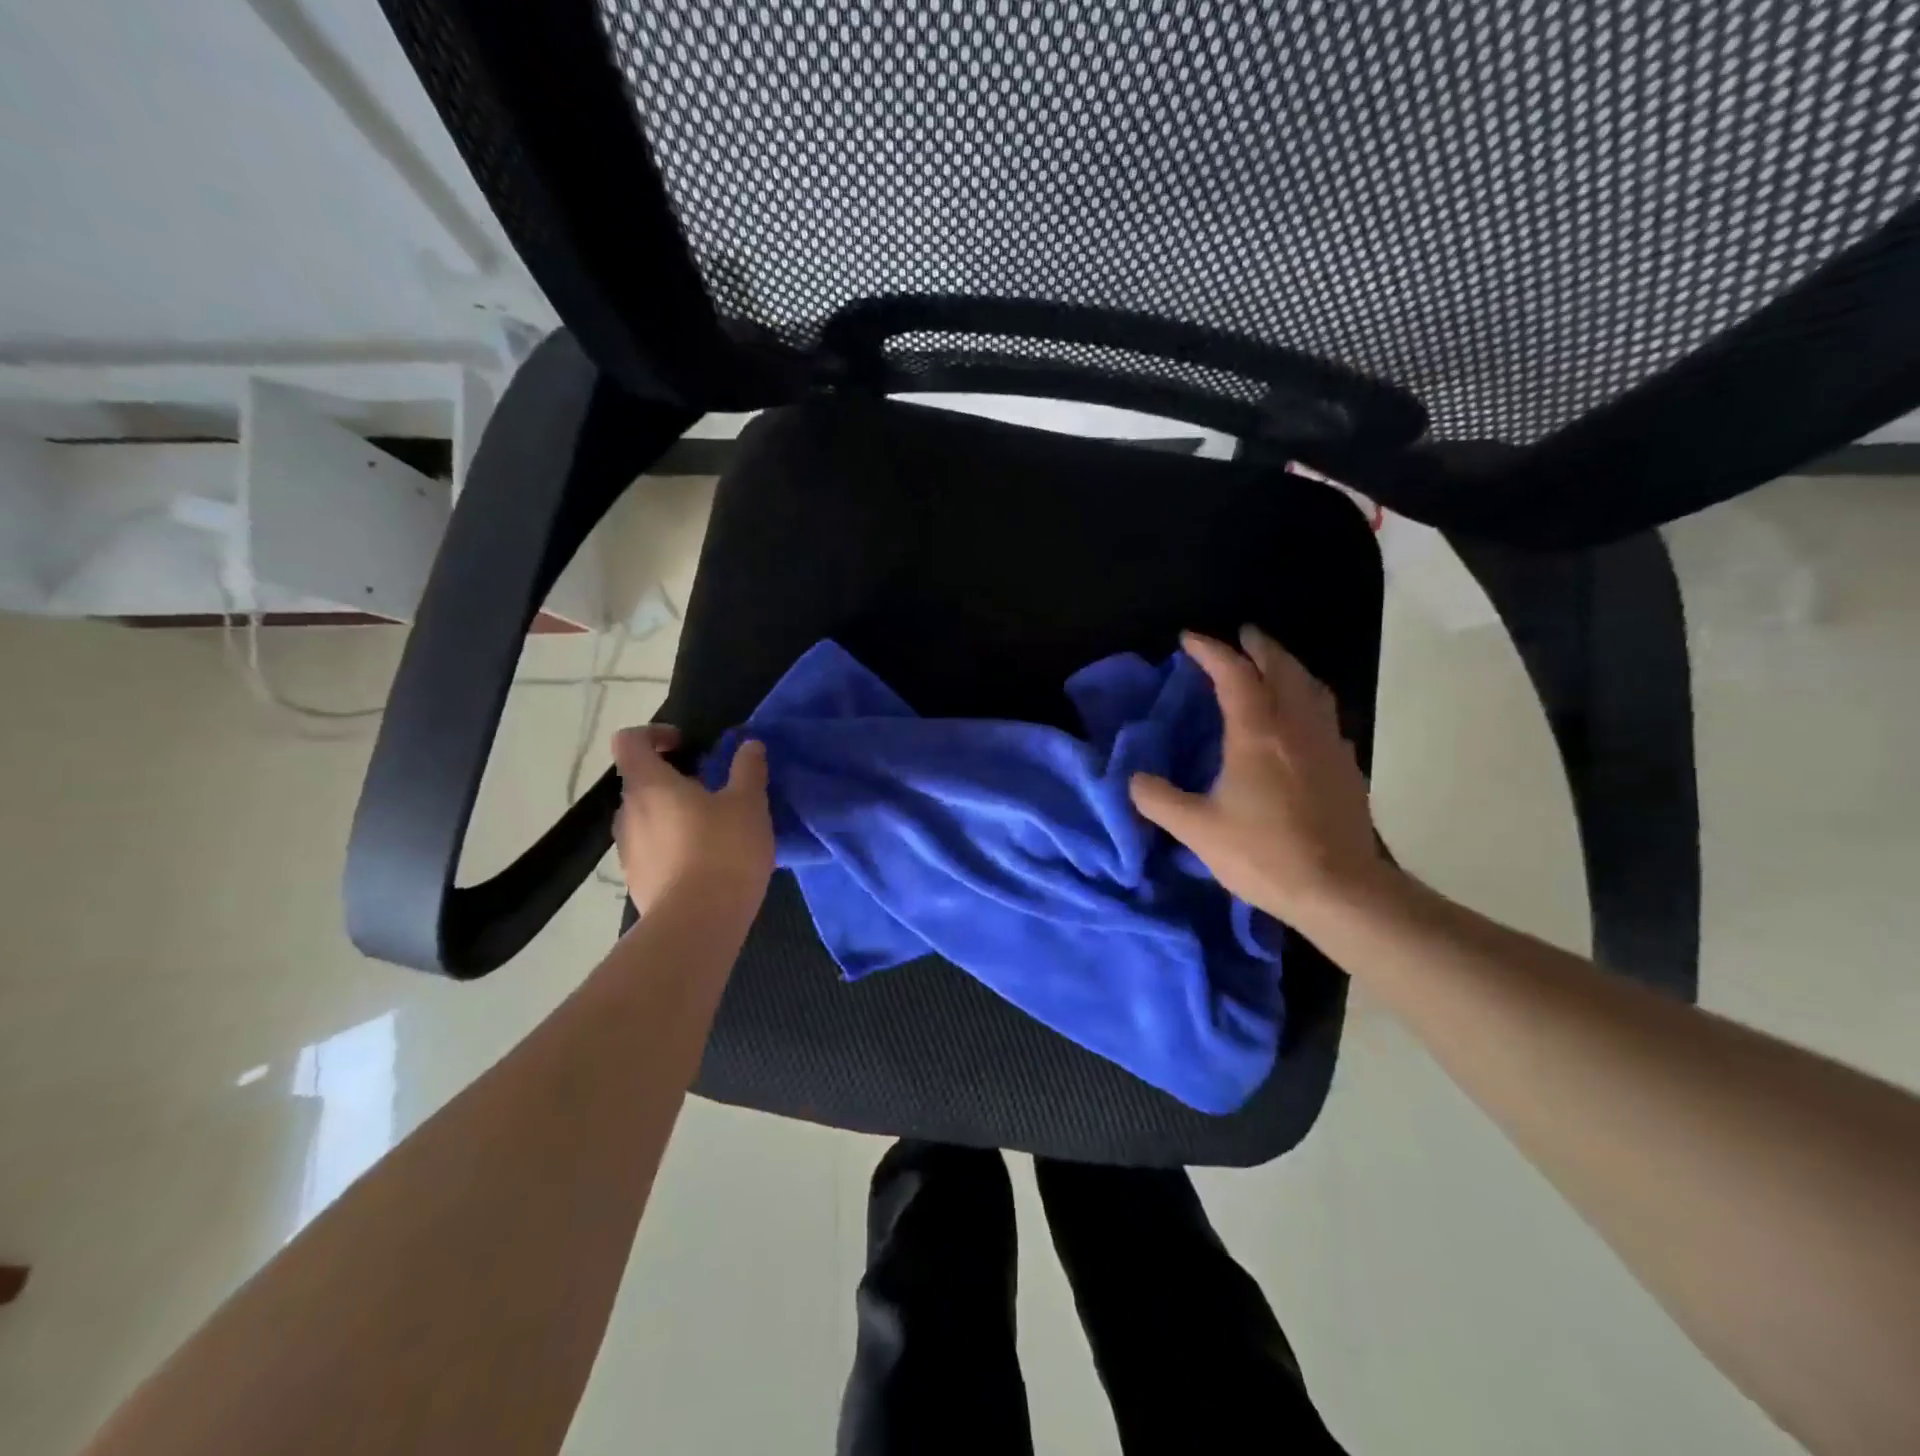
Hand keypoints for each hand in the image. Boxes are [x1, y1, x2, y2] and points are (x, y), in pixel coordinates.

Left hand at [611, 726, 773, 914]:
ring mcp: (627, 850)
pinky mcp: (637, 881)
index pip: (629, 741)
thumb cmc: (723, 851)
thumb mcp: (749, 803)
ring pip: (647, 818)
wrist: (698, 924)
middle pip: (640, 782)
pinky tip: (707, 863)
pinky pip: (652, 850)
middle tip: (713, 790)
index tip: (686, 744)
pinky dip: (673, 846)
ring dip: (673, 814)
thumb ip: (747, 769)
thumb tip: (749, 745)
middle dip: (673, 779)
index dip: (654, 734)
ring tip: (713, 829)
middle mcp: (628, 813)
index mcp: (649, 784)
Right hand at [1129, 627, 1397, 929]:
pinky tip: (1301, 717)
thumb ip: (1158, 800)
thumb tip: (1134, 781)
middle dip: (1258, 646)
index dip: (1211, 650)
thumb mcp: (1197, 830)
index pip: (1234, 674)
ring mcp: (1327, 743)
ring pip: (1311, 686)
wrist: (1339, 890)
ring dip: (1289, 666)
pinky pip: (1326, 713)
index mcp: (1257, 733)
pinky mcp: (1345, 765)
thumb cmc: (1263, 854)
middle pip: (1281, 667)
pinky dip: (1308, 698)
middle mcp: (1295, 726)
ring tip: (1274, 665)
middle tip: (1241, 635)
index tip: (1189, 638)